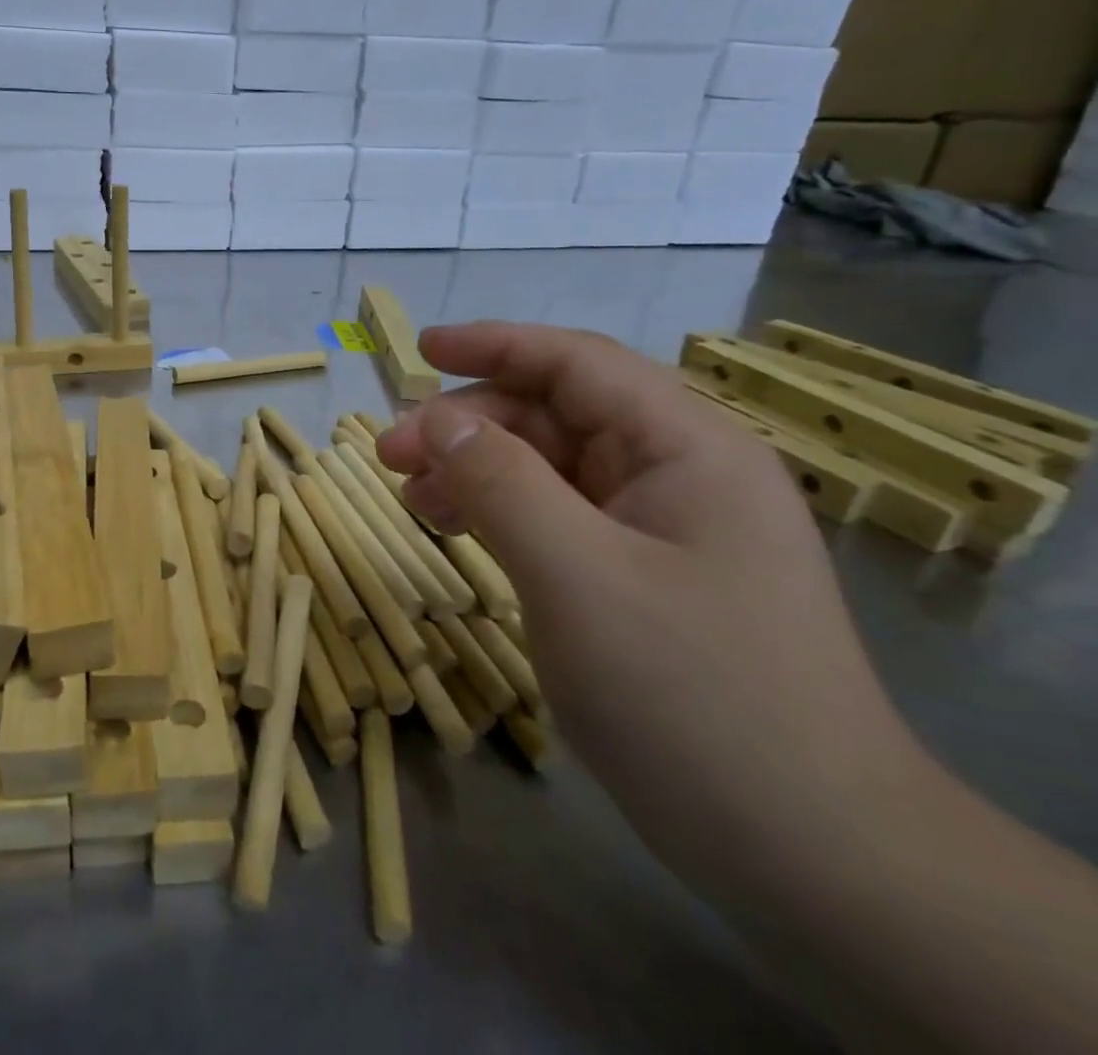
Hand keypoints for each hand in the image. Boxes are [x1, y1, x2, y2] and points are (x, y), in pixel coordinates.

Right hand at [378, 322, 923, 883]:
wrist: (811, 856)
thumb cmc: (693, 696)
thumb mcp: (576, 576)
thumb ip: (499, 481)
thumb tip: (434, 416)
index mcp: (686, 447)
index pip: (577, 362)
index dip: (493, 344)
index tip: (417, 348)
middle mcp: (679, 473)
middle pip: (555, 414)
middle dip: (469, 423)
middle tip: (391, 457)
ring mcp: (663, 529)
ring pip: (550, 467)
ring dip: (476, 470)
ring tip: (414, 500)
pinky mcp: (645, 577)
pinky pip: (558, 518)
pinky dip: (501, 514)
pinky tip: (459, 534)